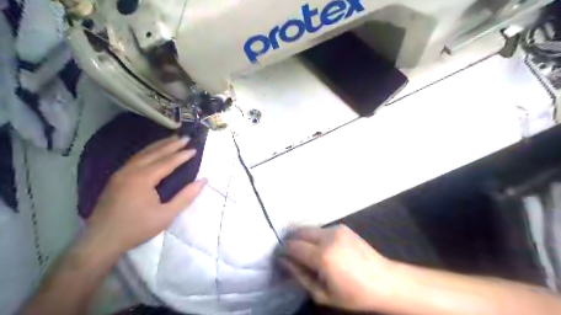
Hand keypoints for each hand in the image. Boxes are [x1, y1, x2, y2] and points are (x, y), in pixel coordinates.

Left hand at [88, 134, 207, 254]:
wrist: (101, 241)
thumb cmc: (137, 228)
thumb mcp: (166, 215)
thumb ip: (186, 196)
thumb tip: (203, 180)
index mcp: (142, 179)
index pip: (167, 162)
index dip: (182, 155)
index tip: (194, 149)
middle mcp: (130, 171)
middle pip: (154, 153)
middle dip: (171, 144)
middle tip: (186, 137)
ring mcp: (120, 173)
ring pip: (143, 153)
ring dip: (159, 145)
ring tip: (172, 139)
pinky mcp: (116, 178)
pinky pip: (135, 159)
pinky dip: (148, 151)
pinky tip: (153, 151)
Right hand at [280, 226, 393, 311]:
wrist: (384, 281)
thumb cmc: (353, 294)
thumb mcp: (322, 293)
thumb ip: (299, 275)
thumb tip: (283, 260)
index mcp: (322, 256)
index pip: (293, 246)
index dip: (282, 250)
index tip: (278, 255)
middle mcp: (327, 237)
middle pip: (299, 231)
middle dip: (290, 240)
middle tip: (289, 252)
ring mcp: (336, 229)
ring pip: (309, 228)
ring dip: (303, 237)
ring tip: (305, 251)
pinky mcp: (343, 227)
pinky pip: (321, 229)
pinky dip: (315, 236)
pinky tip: (320, 247)